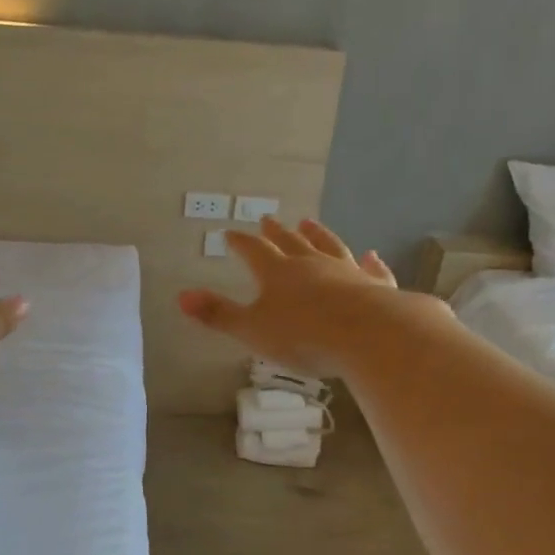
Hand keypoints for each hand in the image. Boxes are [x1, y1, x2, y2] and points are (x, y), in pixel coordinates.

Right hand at [179, 217, 435, 376]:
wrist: (367, 335)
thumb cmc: (303, 335)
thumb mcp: (252, 330)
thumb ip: (218, 314)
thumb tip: (180, 297)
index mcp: (277, 273)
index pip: (253, 251)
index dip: (240, 243)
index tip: (230, 233)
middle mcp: (311, 264)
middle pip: (290, 243)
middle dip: (276, 233)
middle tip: (269, 219)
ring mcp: (346, 272)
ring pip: (329, 247)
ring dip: (318, 235)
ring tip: (309, 222)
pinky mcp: (374, 286)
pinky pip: (371, 270)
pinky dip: (370, 262)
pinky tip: (372, 255)